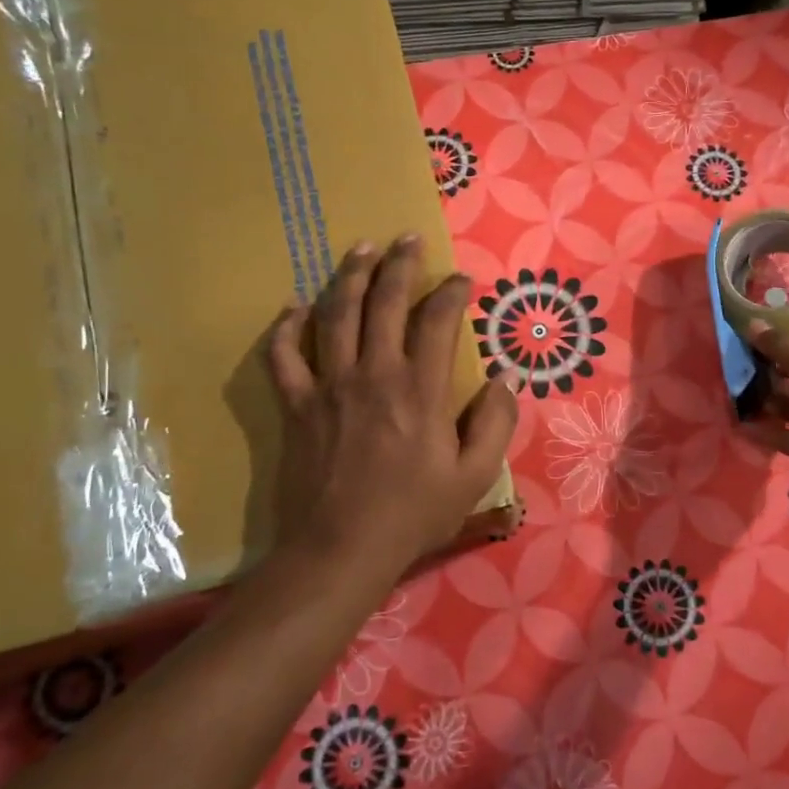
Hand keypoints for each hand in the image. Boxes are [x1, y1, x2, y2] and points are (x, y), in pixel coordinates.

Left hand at [267, 236, 517, 583]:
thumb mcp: (474, 476)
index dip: (452, 293)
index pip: (438, 321)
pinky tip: (294, 308)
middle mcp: (374, 374)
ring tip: (360, 249)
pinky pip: (283, 356)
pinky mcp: (297, 405)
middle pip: (383, 302)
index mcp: (421, 390)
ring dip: (348, 277)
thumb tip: (506, 377)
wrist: (341, 549)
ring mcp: (329, 386)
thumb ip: (495, 422)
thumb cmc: (414, 514)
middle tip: (407, 238)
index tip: (462, 280)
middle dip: (399, 264)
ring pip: (334, 315)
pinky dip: (285, 328)